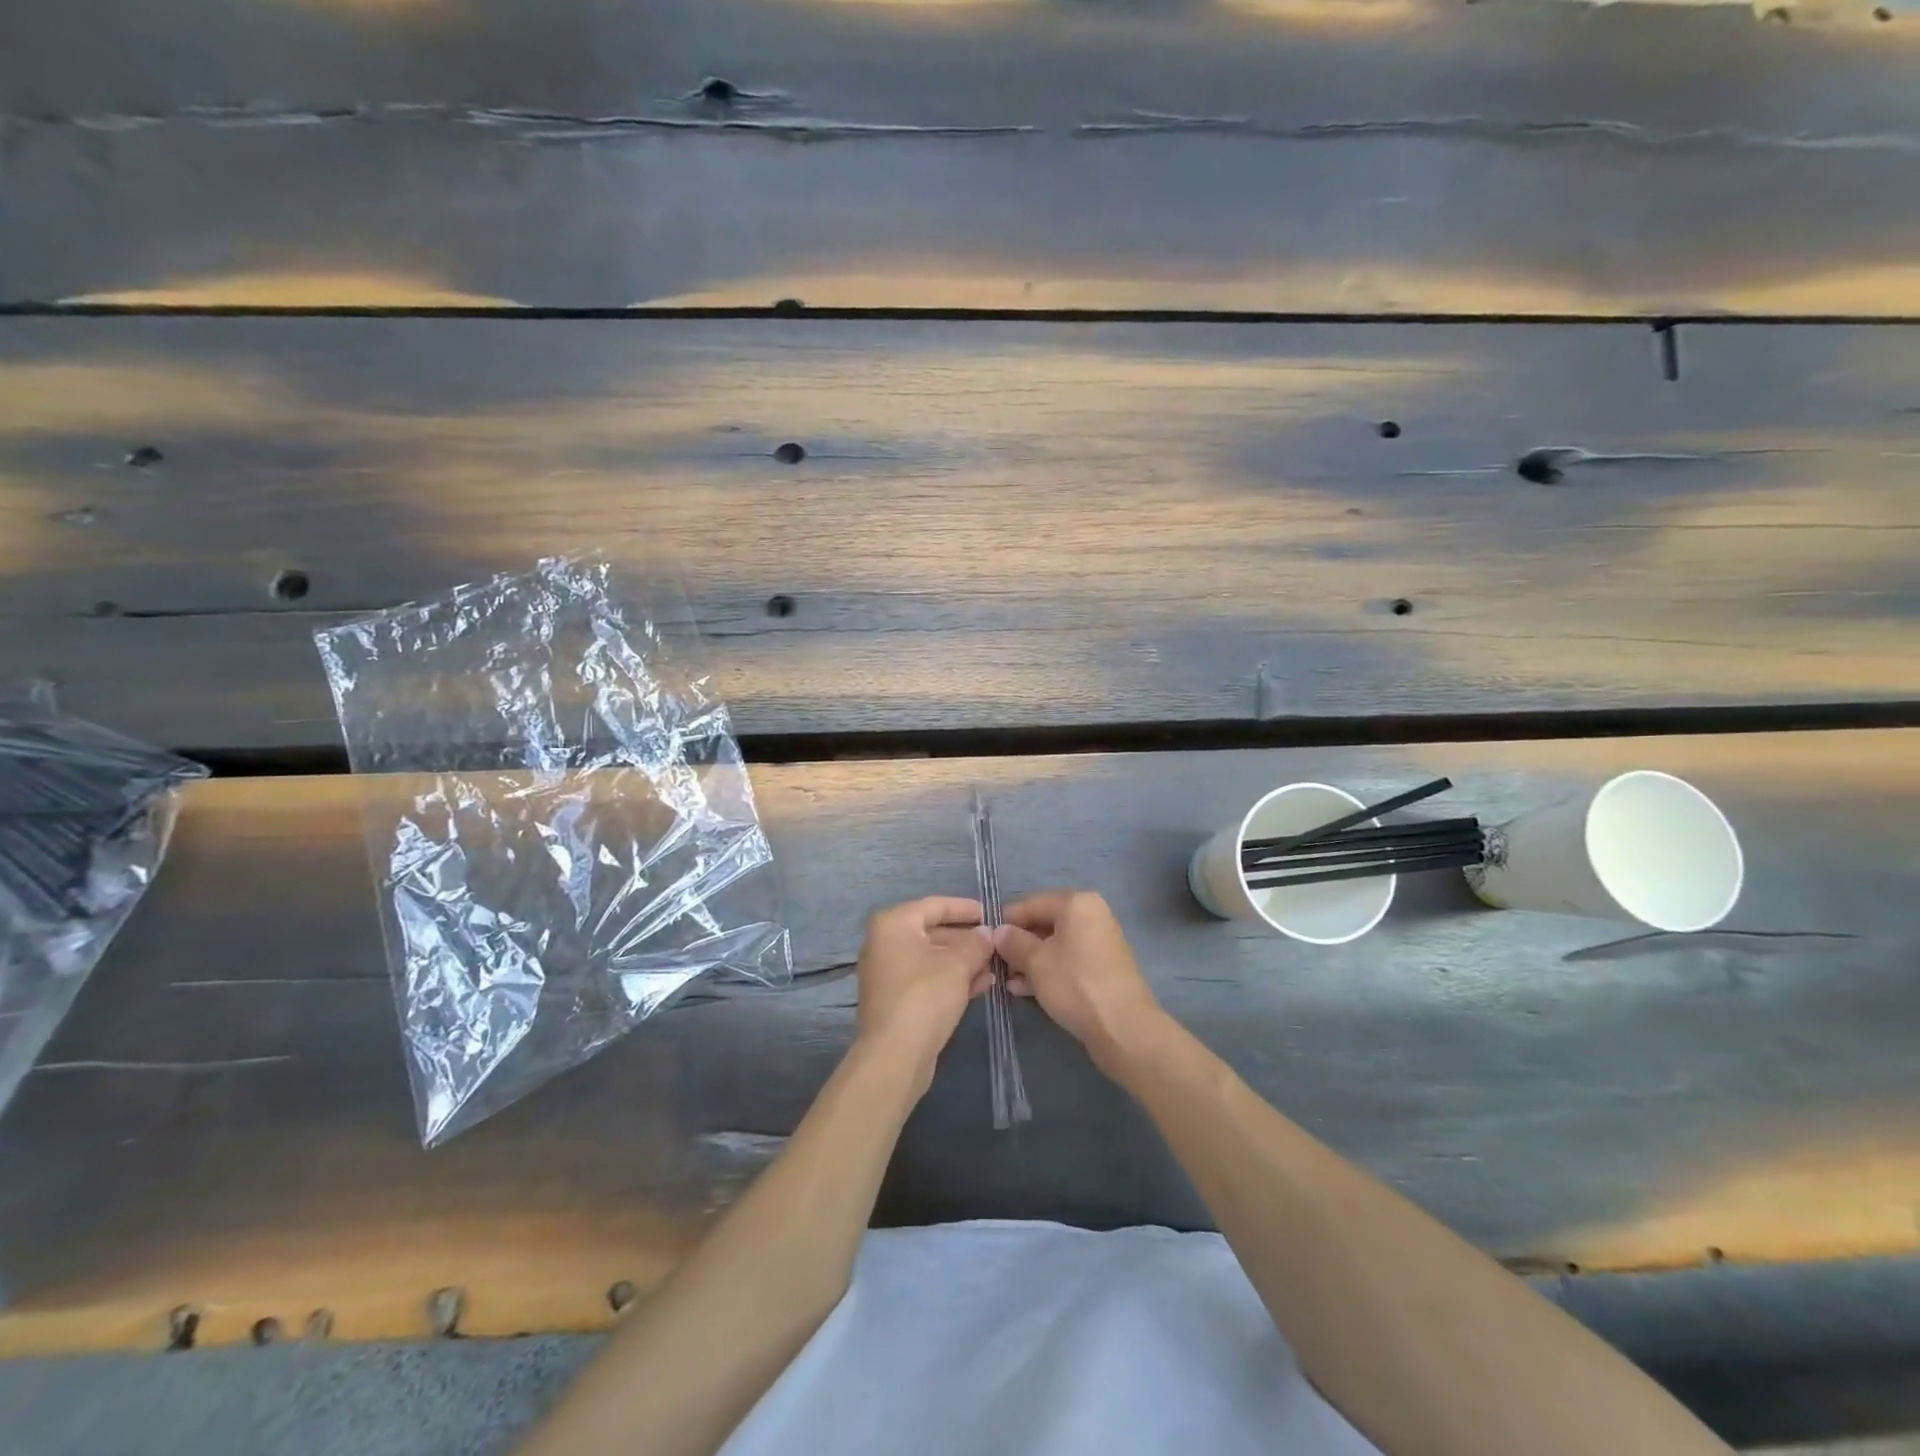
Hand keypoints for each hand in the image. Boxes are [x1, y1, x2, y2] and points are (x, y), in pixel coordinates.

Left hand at [854, 896, 994, 1094]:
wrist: (895, 1055)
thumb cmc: (925, 995)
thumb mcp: (958, 964)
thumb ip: (976, 943)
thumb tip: (987, 933)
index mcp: (894, 924)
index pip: (935, 905)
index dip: (965, 908)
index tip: (992, 913)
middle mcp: (885, 943)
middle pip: (932, 932)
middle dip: (967, 939)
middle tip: (996, 943)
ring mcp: (888, 973)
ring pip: (932, 959)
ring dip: (963, 961)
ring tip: (994, 965)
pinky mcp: (895, 1000)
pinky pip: (927, 980)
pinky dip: (951, 979)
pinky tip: (981, 985)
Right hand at [993, 891, 1163, 1074]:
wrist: (1124, 1028)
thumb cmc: (1075, 984)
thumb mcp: (1035, 961)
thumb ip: (1013, 942)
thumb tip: (998, 932)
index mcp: (1077, 903)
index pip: (1031, 903)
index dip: (1006, 921)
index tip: (985, 940)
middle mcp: (1091, 915)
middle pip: (1044, 924)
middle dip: (1018, 944)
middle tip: (995, 965)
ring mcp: (1099, 942)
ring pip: (1054, 945)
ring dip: (1029, 961)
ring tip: (1007, 982)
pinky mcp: (1102, 968)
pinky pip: (1068, 961)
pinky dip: (1048, 971)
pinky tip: (1025, 990)